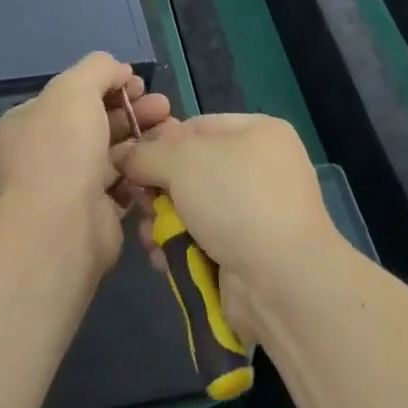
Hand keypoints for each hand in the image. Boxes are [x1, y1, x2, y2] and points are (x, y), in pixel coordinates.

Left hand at [0, 52, 171, 277]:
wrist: (62, 226)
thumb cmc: (61, 147)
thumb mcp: (75, 87)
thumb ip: (99, 68)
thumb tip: (120, 71)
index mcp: (24, 124)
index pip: (68, 96)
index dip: (105, 84)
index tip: (137, 83)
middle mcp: (41, 154)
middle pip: (93, 122)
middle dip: (131, 109)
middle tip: (162, 104)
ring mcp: (66, 187)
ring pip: (111, 152)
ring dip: (141, 136)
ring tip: (171, 126)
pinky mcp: (92, 214)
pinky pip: (121, 183)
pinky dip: (142, 169)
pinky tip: (163, 158)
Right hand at [111, 114, 341, 343]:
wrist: (282, 281)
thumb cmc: (235, 199)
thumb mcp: (182, 160)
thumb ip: (147, 153)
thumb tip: (125, 156)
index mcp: (259, 132)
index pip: (197, 126)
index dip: (161, 142)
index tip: (131, 162)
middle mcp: (262, 168)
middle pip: (193, 169)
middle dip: (160, 188)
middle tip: (138, 202)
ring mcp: (258, 214)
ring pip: (195, 209)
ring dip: (165, 222)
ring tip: (148, 236)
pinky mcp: (250, 254)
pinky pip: (204, 241)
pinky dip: (181, 248)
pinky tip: (162, 258)